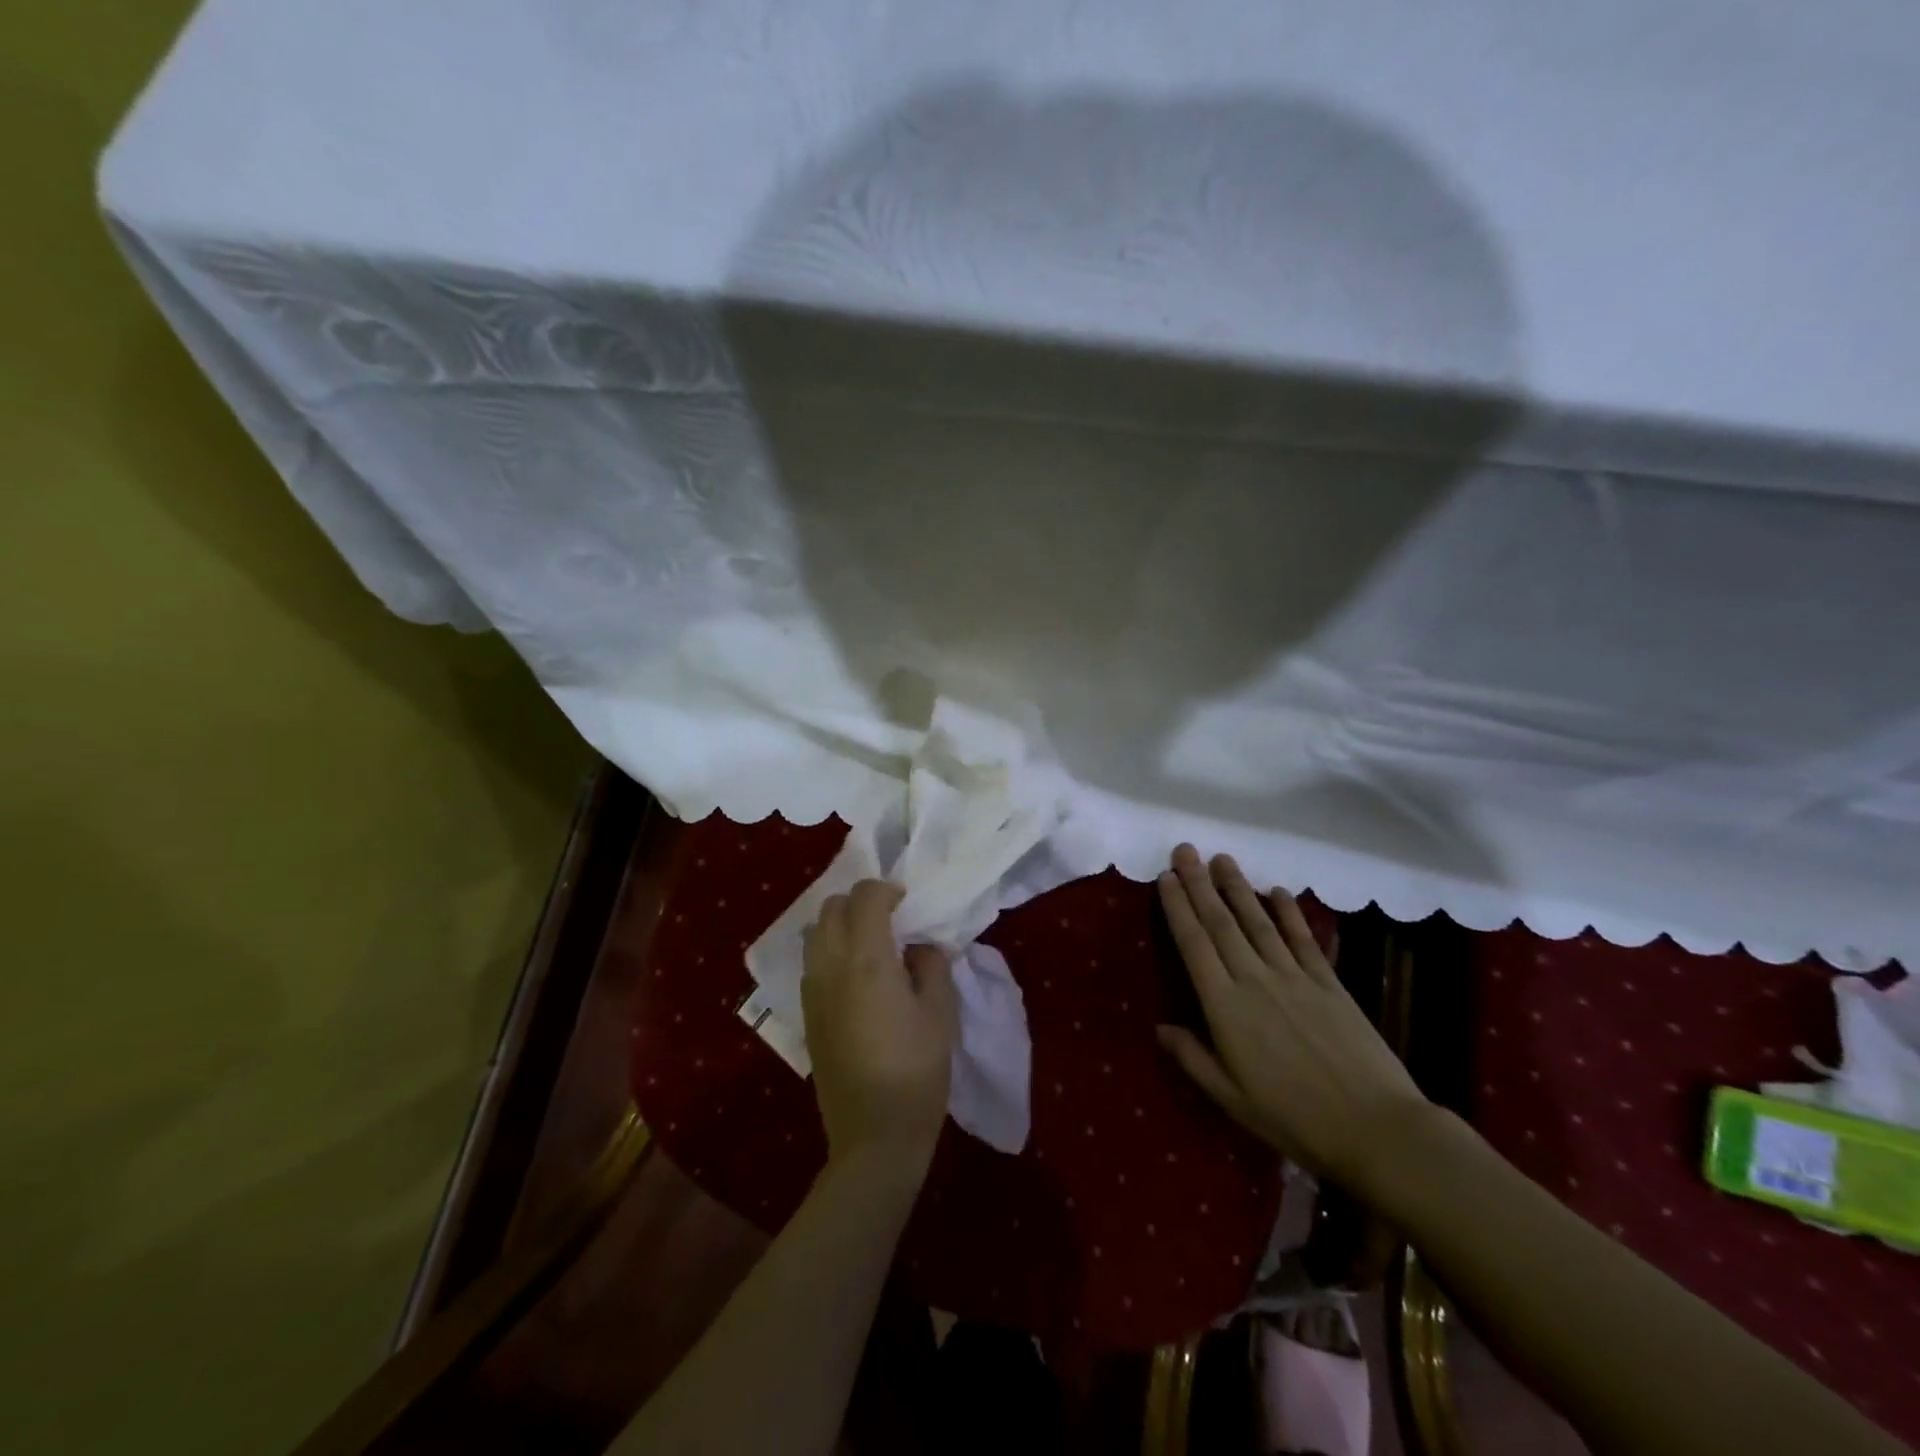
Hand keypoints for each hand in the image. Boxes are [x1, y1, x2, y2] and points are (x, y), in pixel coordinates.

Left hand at [802, 880, 958, 1176]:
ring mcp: (812, 990)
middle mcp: (830, 965)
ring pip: (815, 932)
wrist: (874, 1135)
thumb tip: (918, 947)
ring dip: (841, 924)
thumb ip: (931, 965)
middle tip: (891, 920)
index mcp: (866, 958)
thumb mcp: (940, 1012)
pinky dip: (830, 950)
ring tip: (871, 946)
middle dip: (861, 902)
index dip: (887, 889)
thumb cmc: (916, 1070)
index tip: (907, 904)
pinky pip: (812, 961)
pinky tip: (855, 976)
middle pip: (832, 907)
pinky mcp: (806, 1013)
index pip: (865, 896)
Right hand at [1155, 844, 1427, 1193]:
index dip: (1178, 907)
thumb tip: (1161, 1026)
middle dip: (1199, 883)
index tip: (1166, 877)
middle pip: (1221, 923)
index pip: (1194, 944)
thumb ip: (1193, 1058)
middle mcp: (1255, 980)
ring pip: (1257, 922)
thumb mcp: (1231, 1099)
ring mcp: (1294, 977)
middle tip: (1185, 850)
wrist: (1375, 1128)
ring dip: (1237, 887)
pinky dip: (1289, 913)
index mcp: (1225, 1007)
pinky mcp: (1328, 983)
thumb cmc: (1294, 1118)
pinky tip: (1277, 891)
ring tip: (1221, 859)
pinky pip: (1303, 939)